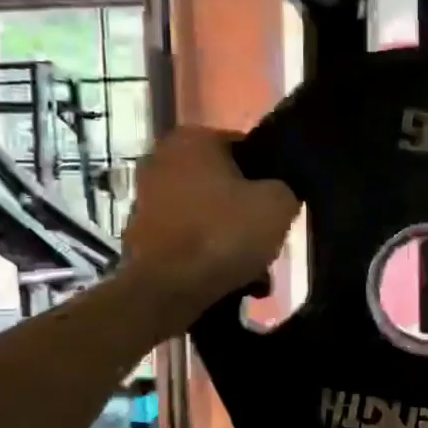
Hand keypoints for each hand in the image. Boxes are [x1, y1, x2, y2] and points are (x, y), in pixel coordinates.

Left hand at [122, 128, 298, 310]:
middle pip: (225, 186)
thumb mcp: (278, 204)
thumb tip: (278, 193)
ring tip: (255, 273)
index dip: (269, 178)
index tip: (280, 206)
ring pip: (208, 216)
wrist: (169, 289)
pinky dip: (209, 256)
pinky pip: (189, 240)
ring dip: (231, 240)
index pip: (246, 149)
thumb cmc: (224, 233)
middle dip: (247, 214)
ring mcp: (146, 199)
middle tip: (269, 240)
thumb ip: (286, 188)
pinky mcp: (141, 235)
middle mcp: (162, 160)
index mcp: (192, 139)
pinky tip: (232, 282)